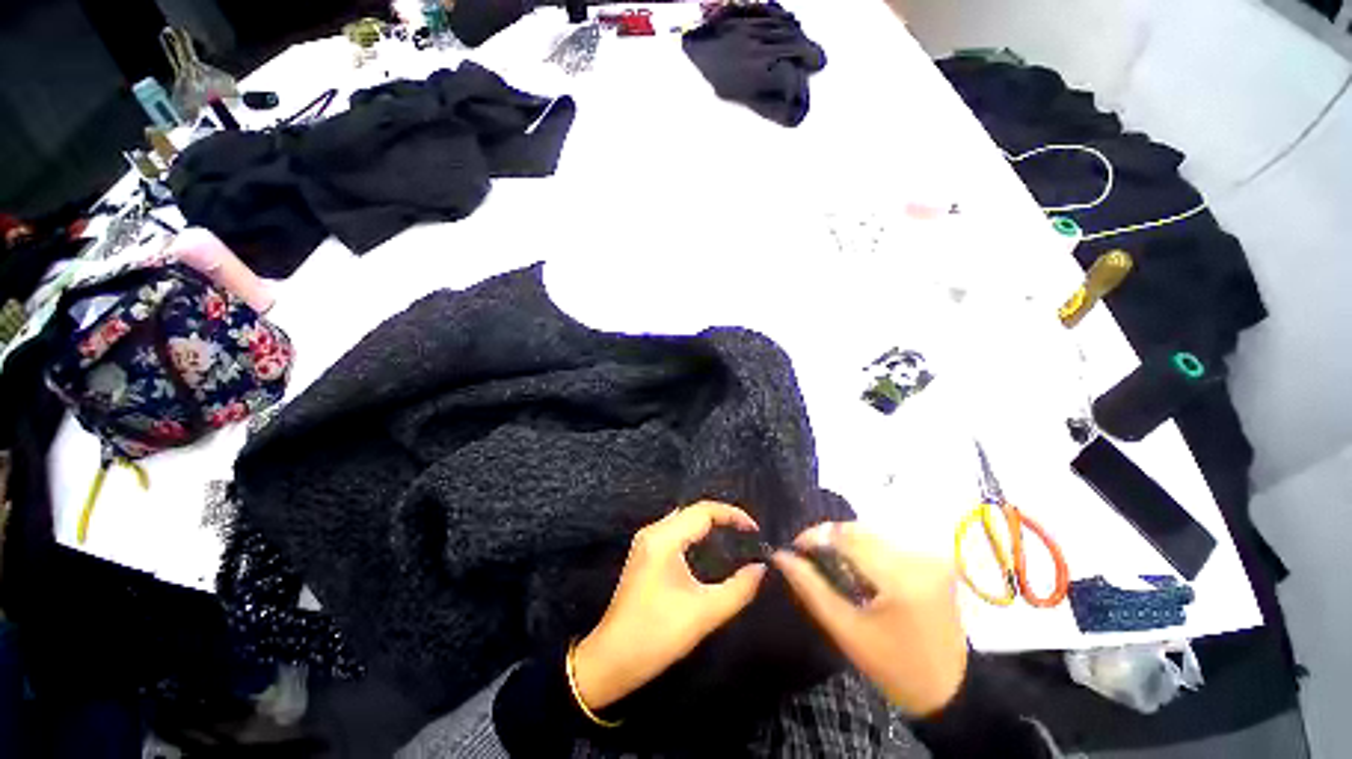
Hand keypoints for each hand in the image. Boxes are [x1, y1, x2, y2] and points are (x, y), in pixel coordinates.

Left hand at [573, 501, 767, 709]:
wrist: (612, 658)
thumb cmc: (658, 635)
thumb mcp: (705, 613)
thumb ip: (739, 589)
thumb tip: (761, 568)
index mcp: (665, 539)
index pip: (704, 510)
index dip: (732, 514)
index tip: (755, 529)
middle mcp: (653, 531)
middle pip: (693, 511)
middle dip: (722, 517)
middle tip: (747, 533)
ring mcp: (645, 540)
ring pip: (683, 518)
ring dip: (708, 523)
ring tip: (734, 536)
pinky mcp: (644, 552)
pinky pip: (674, 529)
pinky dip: (695, 532)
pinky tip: (708, 547)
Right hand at [773, 522, 967, 715]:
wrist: (953, 690)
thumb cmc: (895, 668)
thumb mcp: (846, 632)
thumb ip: (811, 588)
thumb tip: (780, 556)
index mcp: (899, 577)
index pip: (844, 536)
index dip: (813, 536)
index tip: (794, 549)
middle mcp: (917, 556)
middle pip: (857, 529)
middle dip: (827, 539)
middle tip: (809, 558)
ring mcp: (928, 555)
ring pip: (870, 531)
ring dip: (844, 541)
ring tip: (830, 564)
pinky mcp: (932, 558)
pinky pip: (886, 540)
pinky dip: (864, 547)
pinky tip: (857, 568)